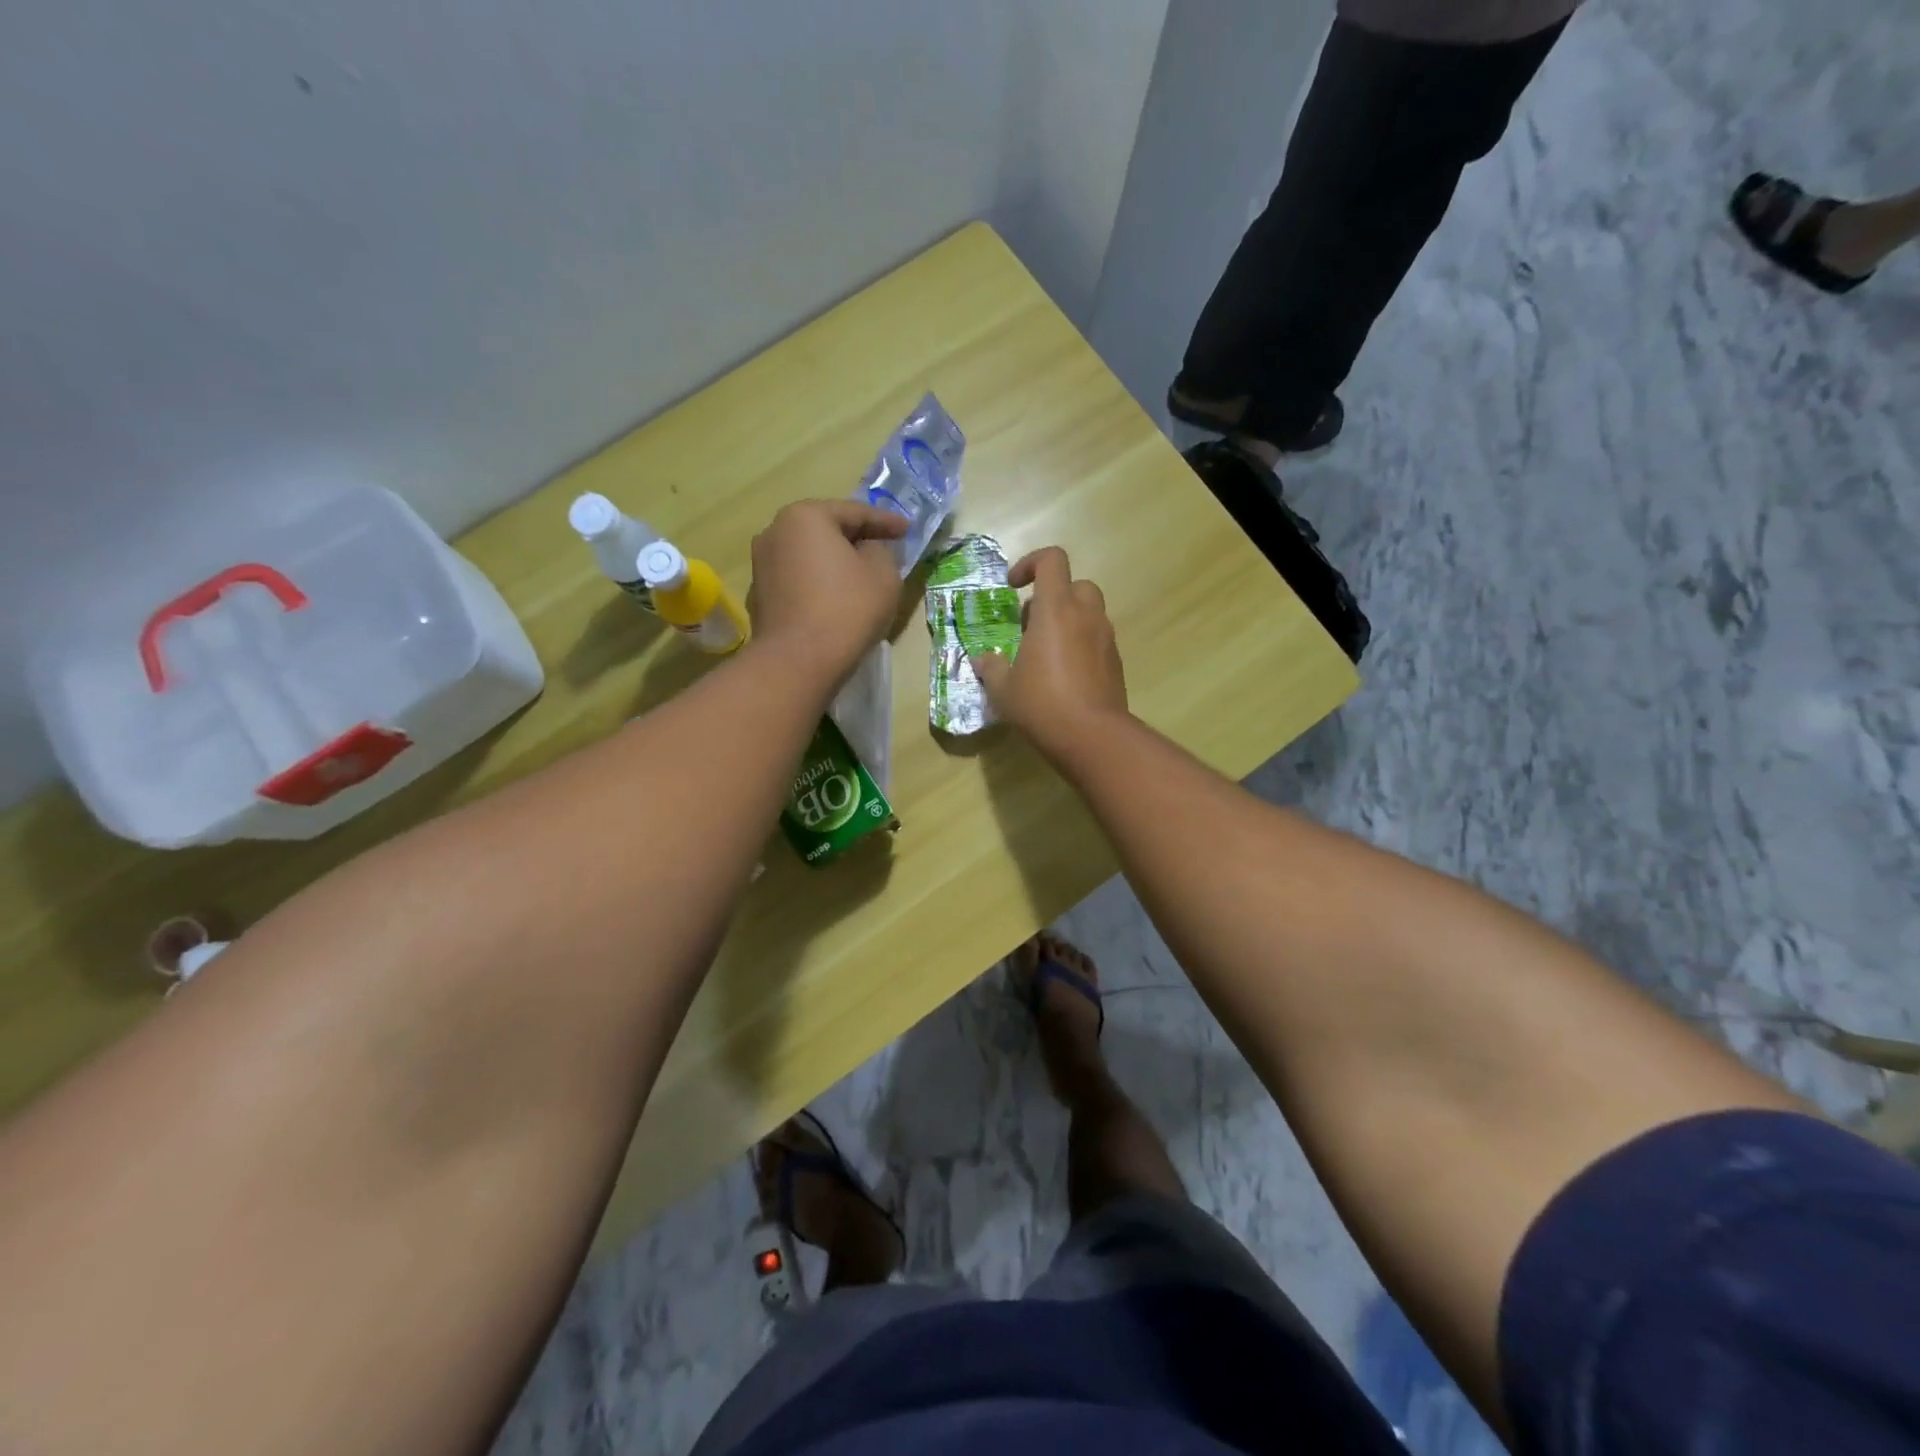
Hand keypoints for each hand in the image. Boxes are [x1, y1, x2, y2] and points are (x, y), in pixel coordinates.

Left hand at [748, 499, 906, 684]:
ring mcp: (761, 566)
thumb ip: (881, 551)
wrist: (798, 661)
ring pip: (809, 557)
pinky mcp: (759, 597)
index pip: (854, 512)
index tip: (907, 530)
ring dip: (833, 563)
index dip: (886, 521)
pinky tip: (834, 601)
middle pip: (825, 531)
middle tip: (882, 547)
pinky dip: (817, 585)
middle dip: (855, 539)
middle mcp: (774, 532)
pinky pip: (797, 581)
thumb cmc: (847, 609)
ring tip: (859, 576)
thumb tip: (867, 551)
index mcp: (805, 517)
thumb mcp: (884, 574)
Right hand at [970, 546, 1127, 752]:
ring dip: (1068, 621)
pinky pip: (1097, 639)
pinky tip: (1064, 676)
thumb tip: (982, 659)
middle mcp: (1085, 615)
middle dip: (1052, 597)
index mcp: (1056, 609)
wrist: (1093, 736)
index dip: (1030, 563)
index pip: (1052, 560)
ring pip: (1089, 612)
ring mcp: (1106, 638)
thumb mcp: (1003, 689)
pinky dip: (1081, 645)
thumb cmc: (1041, 704)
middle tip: (1029, 626)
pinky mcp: (1116, 661)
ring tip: (1045, 654)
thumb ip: (991, 667)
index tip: (1013, 587)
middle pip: (1075, 584)